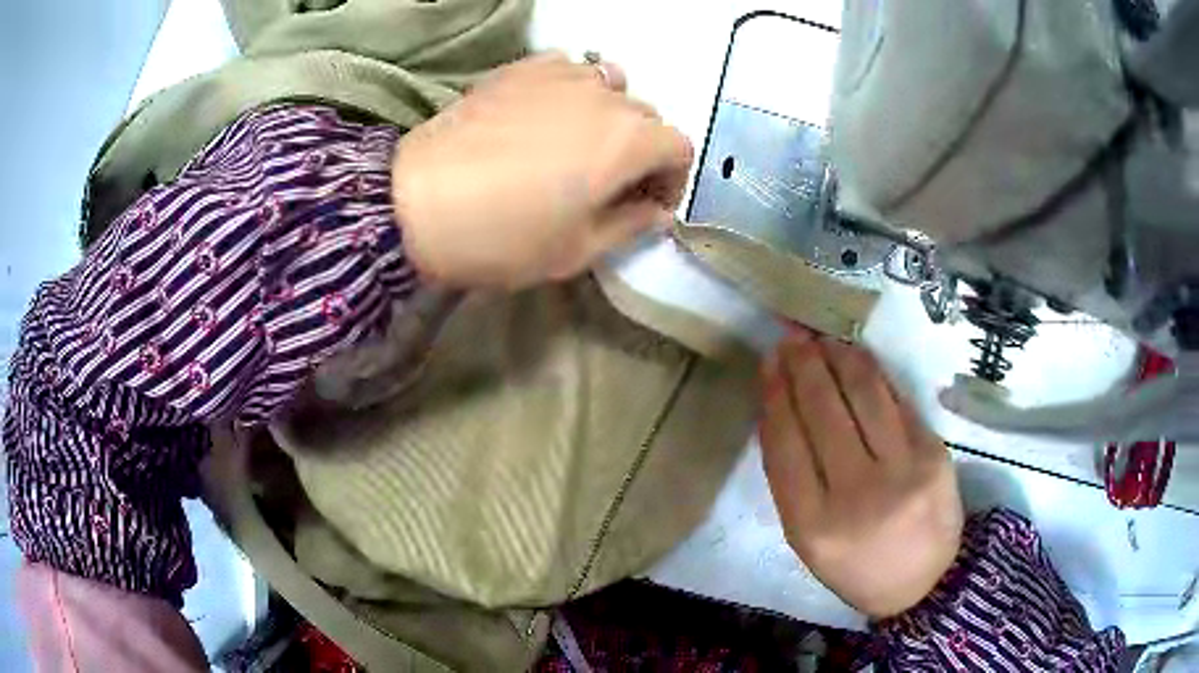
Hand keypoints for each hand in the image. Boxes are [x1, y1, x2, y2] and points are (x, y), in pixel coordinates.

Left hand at [391, 52, 693, 288]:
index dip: (671, 179)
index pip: (678, 148)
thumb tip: (656, 210)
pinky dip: (570, 88)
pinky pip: (566, 67)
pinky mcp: (520, 69)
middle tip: (612, 182)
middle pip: (646, 116)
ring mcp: (560, 76)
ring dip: (609, 113)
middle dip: (642, 150)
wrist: (417, 204)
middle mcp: (604, 97)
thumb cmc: (503, 236)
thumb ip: (630, 225)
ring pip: (609, 85)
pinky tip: (547, 113)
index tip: (648, 204)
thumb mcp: (576, 250)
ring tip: (580, 142)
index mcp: (629, 142)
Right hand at [759, 328, 963, 618]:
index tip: (769, 362)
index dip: (775, 395)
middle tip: (792, 337)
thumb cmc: (856, 565)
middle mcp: (857, 495)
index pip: (786, 444)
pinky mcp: (934, 452)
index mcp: (812, 526)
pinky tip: (857, 357)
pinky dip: (874, 373)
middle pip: (823, 412)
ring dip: (839, 356)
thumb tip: (779, 411)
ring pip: (864, 395)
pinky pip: (897, 400)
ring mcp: (902, 470)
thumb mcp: (809, 541)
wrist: (924, 582)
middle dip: (804, 365)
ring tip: (822, 337)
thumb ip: (792, 481)